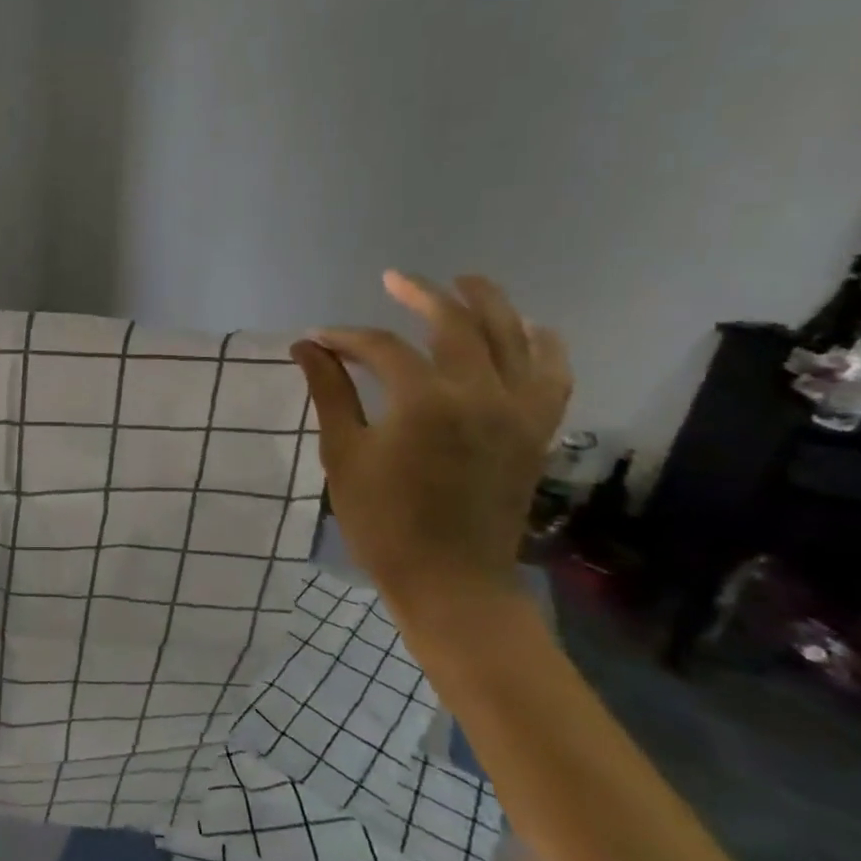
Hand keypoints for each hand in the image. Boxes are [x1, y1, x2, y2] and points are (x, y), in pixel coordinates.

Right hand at [291, 272, 570, 643]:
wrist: (451, 580)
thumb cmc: (384, 521)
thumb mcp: (344, 454)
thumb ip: (329, 392)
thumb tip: (307, 346)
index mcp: (425, 402)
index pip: (381, 348)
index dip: (345, 338)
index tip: (318, 339)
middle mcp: (480, 394)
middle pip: (456, 324)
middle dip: (422, 295)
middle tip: (395, 279)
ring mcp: (518, 411)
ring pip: (514, 337)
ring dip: (489, 303)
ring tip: (466, 282)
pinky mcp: (538, 431)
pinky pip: (553, 374)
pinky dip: (543, 346)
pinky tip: (529, 329)